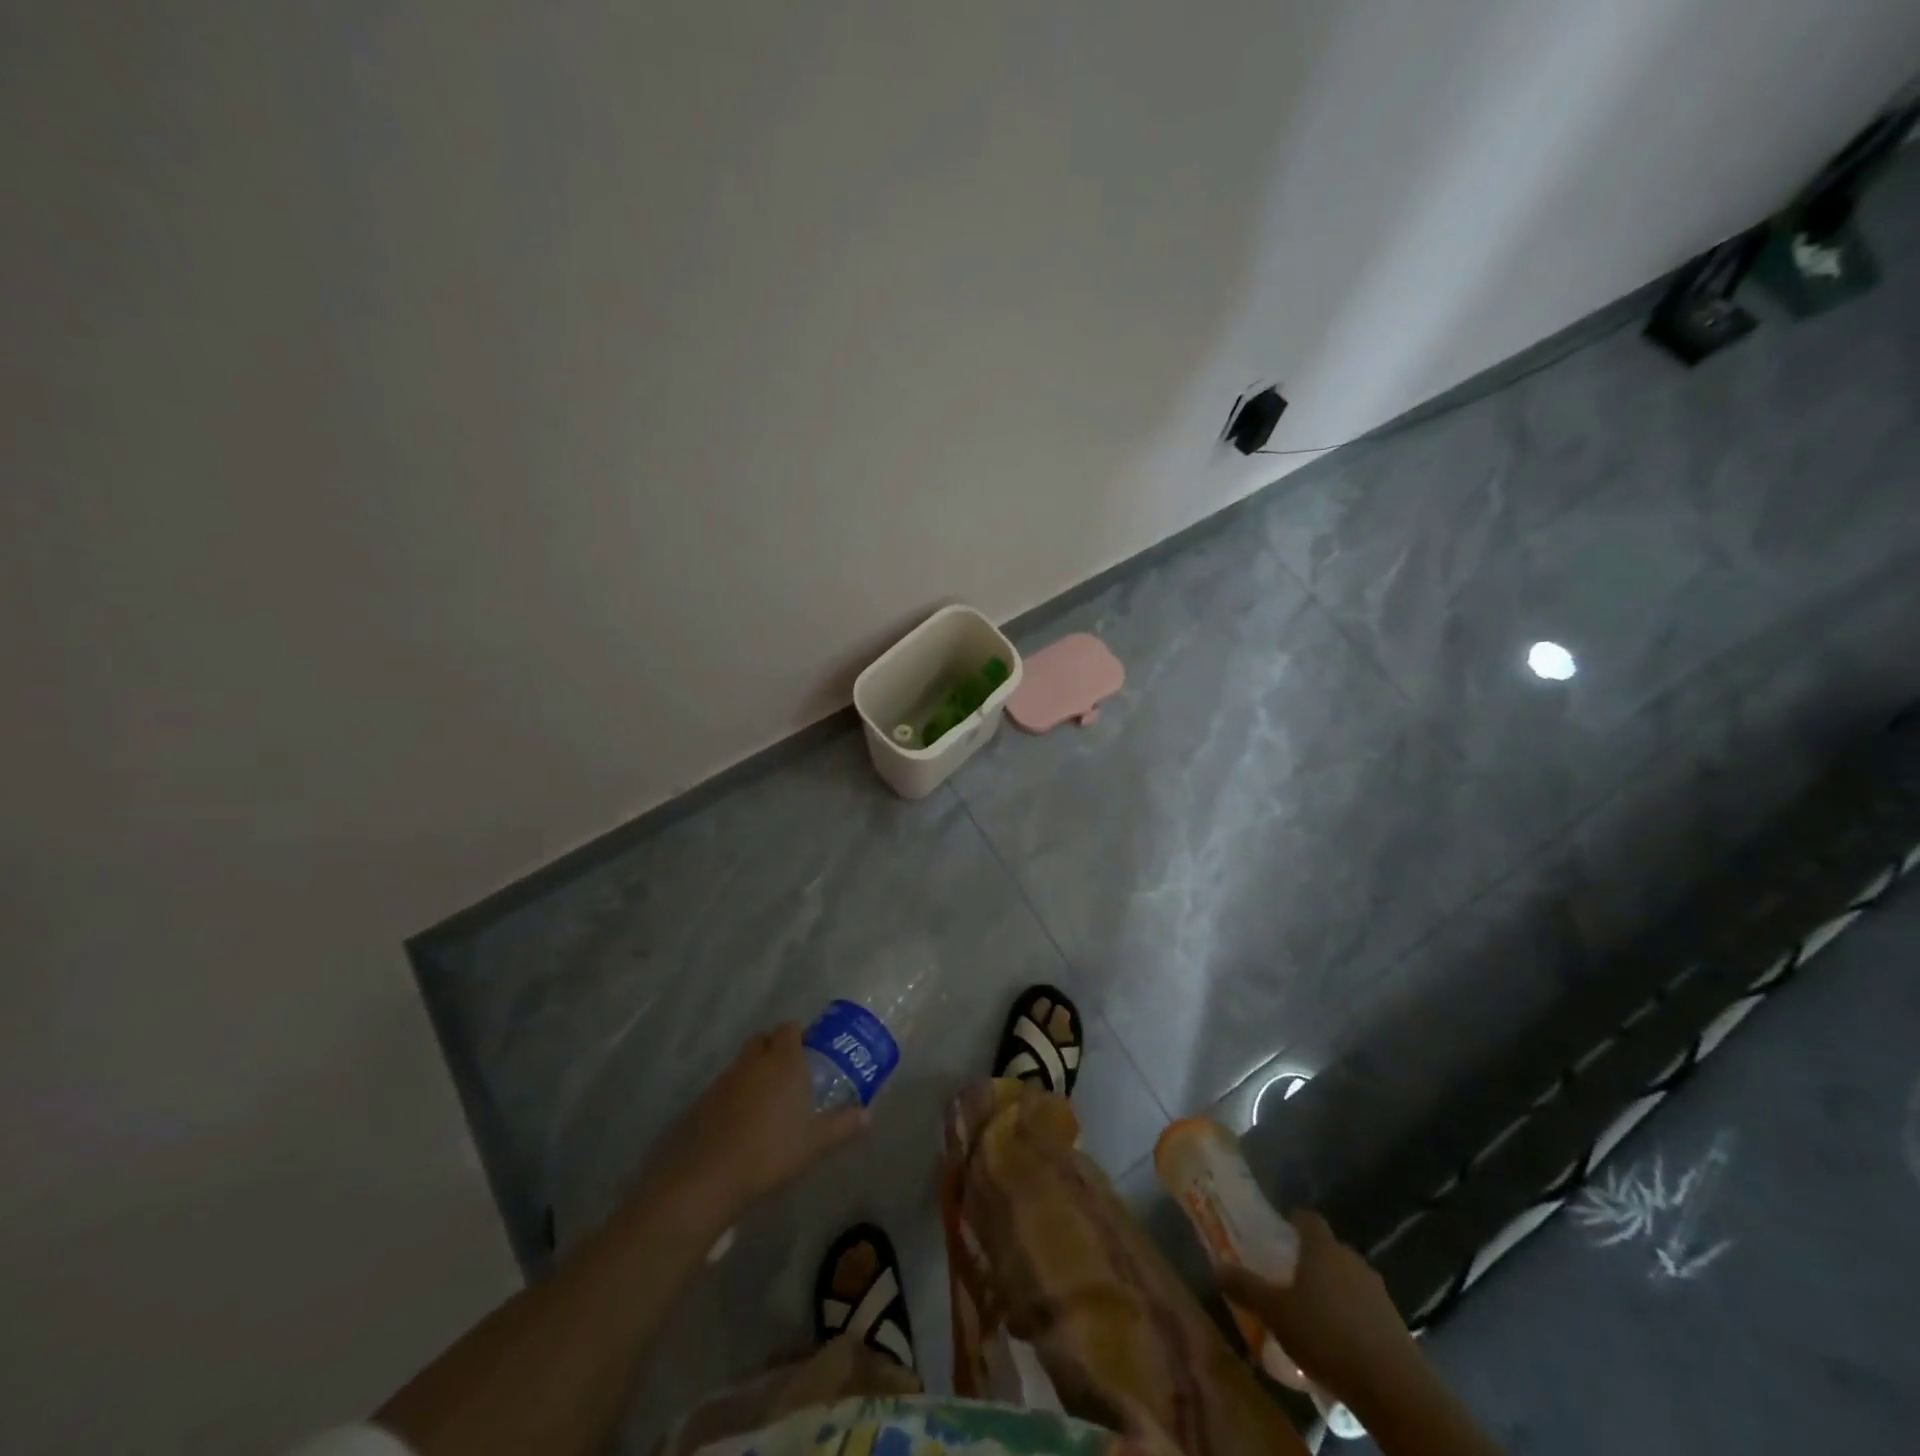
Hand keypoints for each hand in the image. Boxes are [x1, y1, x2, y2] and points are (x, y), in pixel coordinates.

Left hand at [645, 1024, 866, 1226]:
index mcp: (783, 1060)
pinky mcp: (705, 1099)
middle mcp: (754, 1060)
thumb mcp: (816, 1141)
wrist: (712, 1174)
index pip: (789, 1028)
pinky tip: (743, 1118)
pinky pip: (726, 1084)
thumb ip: (843, 1125)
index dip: (798, 1035)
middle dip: (774, 1047)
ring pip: (743, 1061)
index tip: (809, 1050)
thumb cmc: (773, 1149)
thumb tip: (867, 1115)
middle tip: (790, 1071)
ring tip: (767, 1098)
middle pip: (763, 1039)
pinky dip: (736, 1092)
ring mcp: (726, 1078)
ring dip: (754, 1070)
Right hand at [1217, 1211, 1424, 1410]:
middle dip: (1311, 1259)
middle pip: (1329, 1249)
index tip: (1280, 1232)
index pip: (1308, 1218)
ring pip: (1348, 1279)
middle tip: (1290, 1277)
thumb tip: (1217, 1267)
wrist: (1394, 1389)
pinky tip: (1339, 1342)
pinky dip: (1351, 1316)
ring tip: (1314, 1314)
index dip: (1294, 1221)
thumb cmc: (1327, 1336)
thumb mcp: (1276, 1313)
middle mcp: (1352, 1260)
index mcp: (1322, 1248)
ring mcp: (1377, 1292)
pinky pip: (1365, 1308)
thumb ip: (1247, 1288)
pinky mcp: (1395, 1323)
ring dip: (1333, 1290)